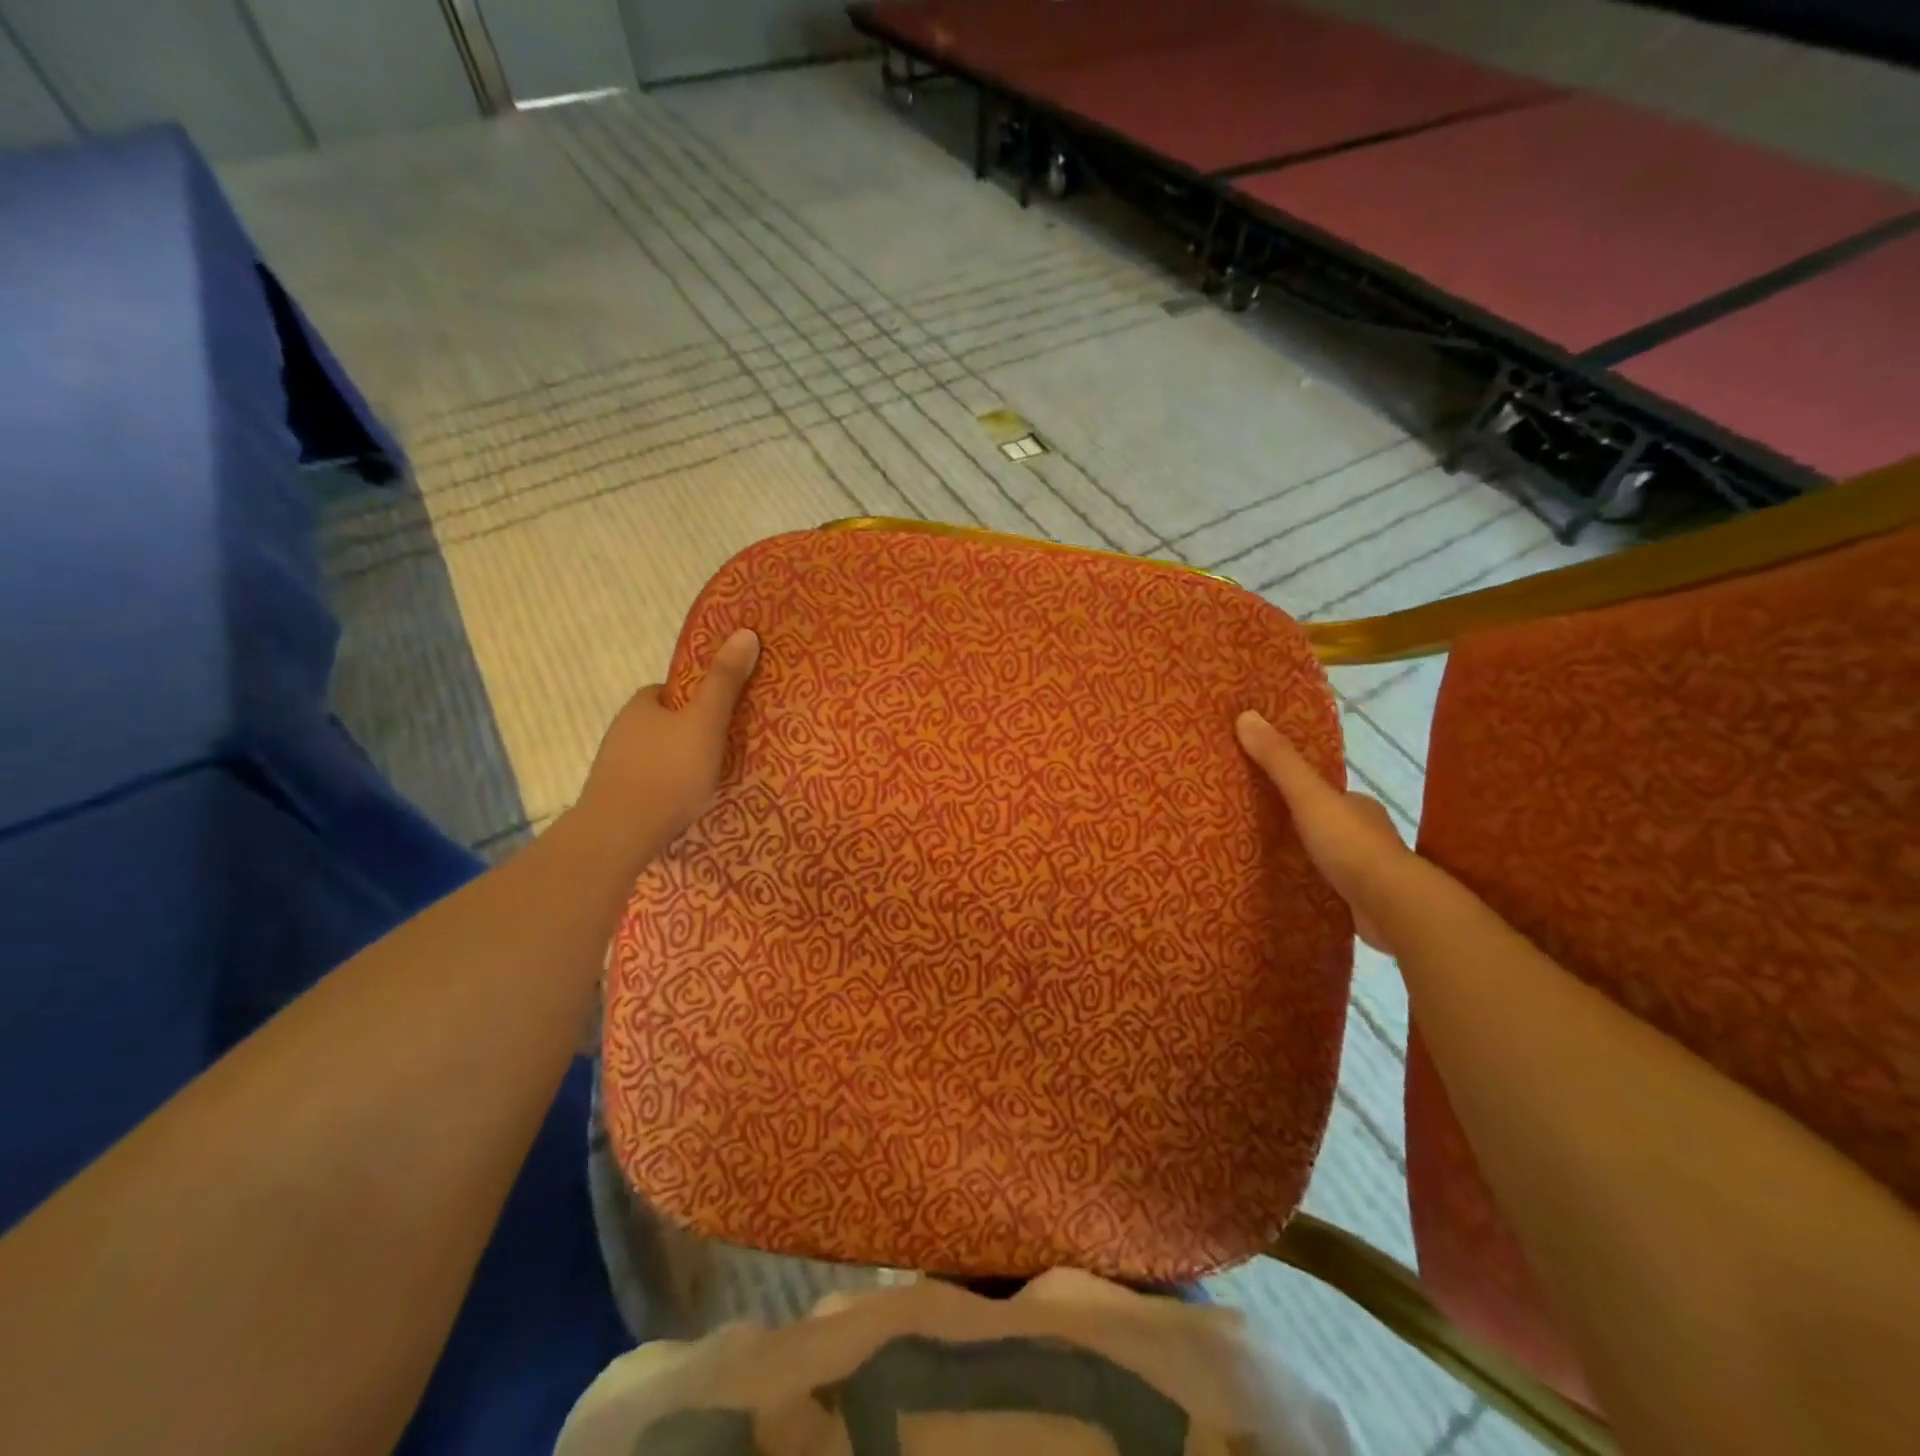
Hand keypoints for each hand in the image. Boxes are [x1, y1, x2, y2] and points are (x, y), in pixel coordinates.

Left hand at [568, 629, 760, 866]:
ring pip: (655, 754)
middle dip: (689, 732)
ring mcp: (614, 766)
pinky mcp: (615, 797)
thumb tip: (745, 632)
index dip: (697, 699)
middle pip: (663, 723)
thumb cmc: (669, 771)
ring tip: (709, 780)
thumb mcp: (706, 722)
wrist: (620, 833)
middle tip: (723, 749)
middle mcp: (621, 730)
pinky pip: (649, 782)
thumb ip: (725, 682)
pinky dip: (666, 787)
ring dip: (677, 762)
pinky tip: (684, 804)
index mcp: (641, 706)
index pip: (670, 691)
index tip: (722, 715)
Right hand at [1236, 709, 1409, 950]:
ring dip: (1310, 860)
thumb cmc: (1351, 845)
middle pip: (1329, 824)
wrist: (1393, 907)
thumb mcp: (1309, 796)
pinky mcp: (1367, 905)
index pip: (1328, 793)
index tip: (1270, 797)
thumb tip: (1245, 715)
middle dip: (1303, 827)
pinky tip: (1296, 894)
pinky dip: (1318, 889)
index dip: (1302, 792)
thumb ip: (1280, 762)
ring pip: (1333, 859)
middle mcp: (1369, 835)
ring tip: (1271, 864)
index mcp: (1360, 806)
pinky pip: (1335, 891)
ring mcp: (1370, 872)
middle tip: (1262, 832)